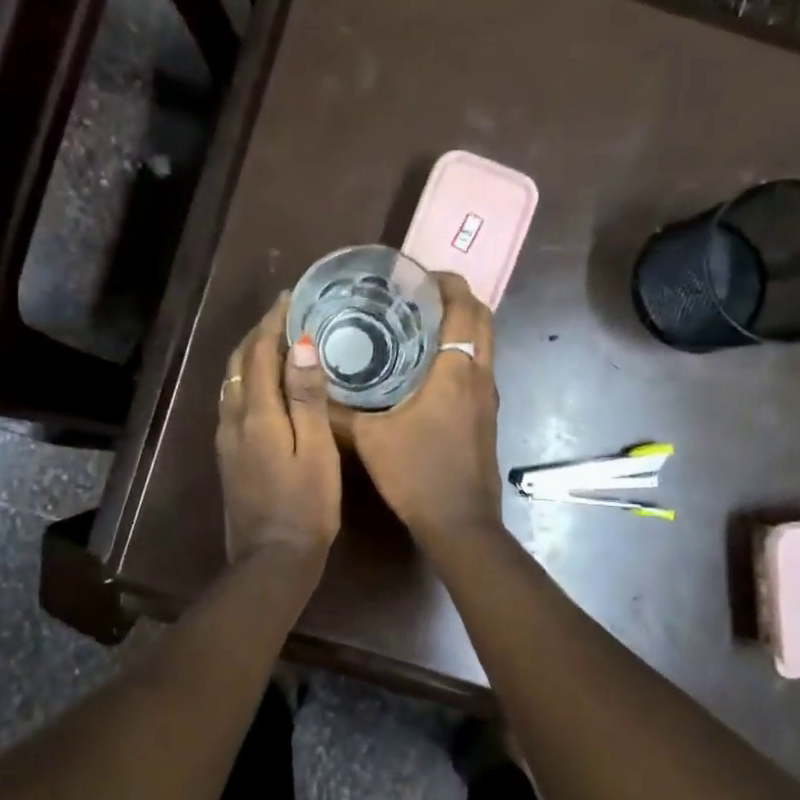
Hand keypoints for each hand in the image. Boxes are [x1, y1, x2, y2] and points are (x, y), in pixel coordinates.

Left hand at [217, 294, 341, 566]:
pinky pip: (232, 401)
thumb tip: (299, 345)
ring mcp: (226, 438)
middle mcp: (233, 418)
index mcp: (256, 413)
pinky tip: (264, 385)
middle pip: (239, 363)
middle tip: (285, 314)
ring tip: (276, 341)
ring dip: (250, 355)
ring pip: (232, 382)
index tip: (291, 297)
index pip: (260, 353)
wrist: (272, 559)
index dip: (274, 322)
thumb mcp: (316, 450)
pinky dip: (247, 380)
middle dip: (258, 334)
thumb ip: (306, 397)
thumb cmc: (306, 505)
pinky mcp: (228, 455)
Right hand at [348, 273, 501, 545]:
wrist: (459, 523)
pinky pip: (479, 368)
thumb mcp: (369, 439)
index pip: (464, 307)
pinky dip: (460, 353)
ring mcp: (489, 398)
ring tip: (418, 325)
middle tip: (415, 297)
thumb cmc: (417, 474)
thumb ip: (338, 411)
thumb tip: (311, 384)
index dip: (446, 282)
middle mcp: (481, 376)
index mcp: (456, 371)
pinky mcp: (487, 417)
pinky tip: (426, 369)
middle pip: (482, 319)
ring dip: (460, 327)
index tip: (417, 276)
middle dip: (455, 299)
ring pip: (484, 344)